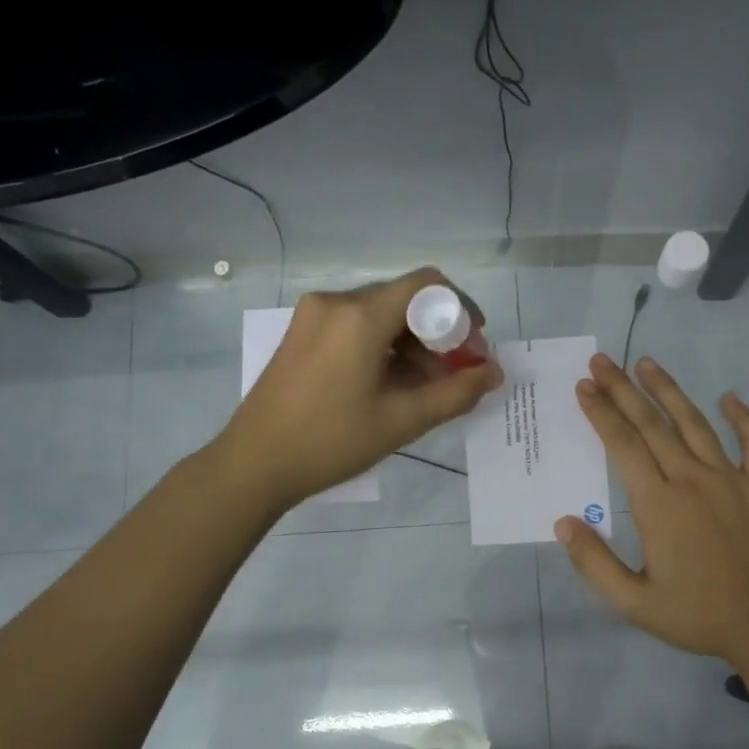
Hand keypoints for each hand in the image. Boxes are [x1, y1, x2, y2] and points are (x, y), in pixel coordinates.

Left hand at [218, 268, 502, 509]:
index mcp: (360, 315)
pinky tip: (390, 385)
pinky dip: (382, 348)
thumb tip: (493, 373)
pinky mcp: (301, 333)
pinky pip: (355, 327)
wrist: (254, 464)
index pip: (427, 285)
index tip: (475, 343)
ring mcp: (313, 316)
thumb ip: (456, 393)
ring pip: (380, 316)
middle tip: (455, 374)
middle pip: (403, 301)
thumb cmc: (331, 441)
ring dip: (410, 345)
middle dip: (437, 334)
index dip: (460, 308)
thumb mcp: (402, 420)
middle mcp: (336, 302)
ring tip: (424, 390)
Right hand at [555, 354, 748, 664]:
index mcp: (658, 504)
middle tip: (603, 361)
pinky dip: (744, 417)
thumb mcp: (634, 602)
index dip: (601, 413)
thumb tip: (563, 523)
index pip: (623, 446)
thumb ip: (594, 563)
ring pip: (696, 423)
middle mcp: (692, 480)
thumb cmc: (699, 615)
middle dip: (623, 390)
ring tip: (647, 363)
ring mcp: (733, 479)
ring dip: (669, 391)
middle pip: (652, 424)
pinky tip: (730, 397)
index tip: (584, 387)